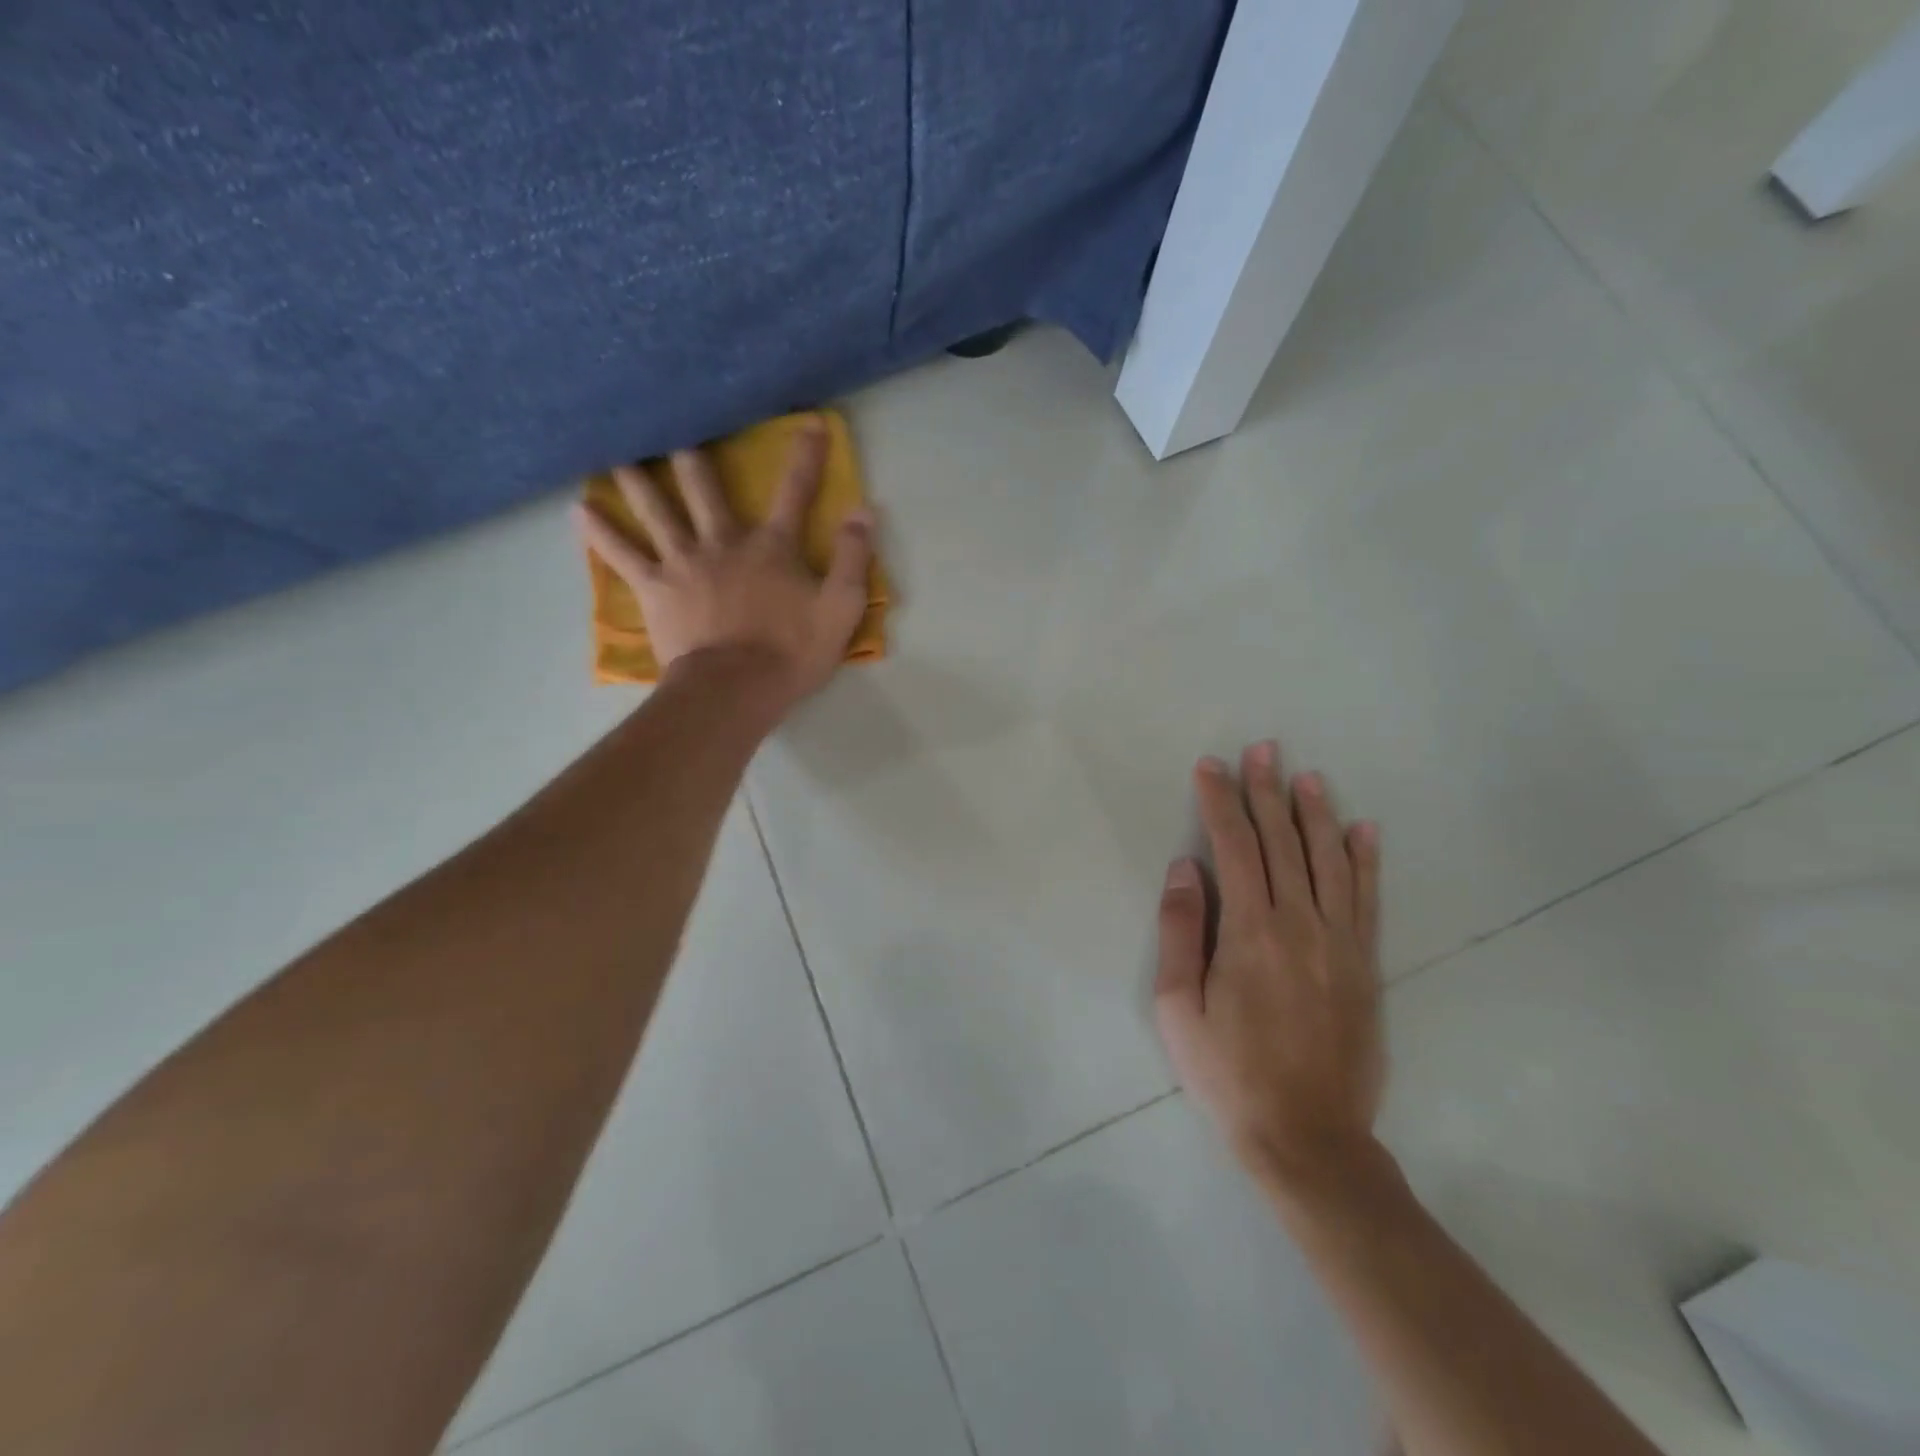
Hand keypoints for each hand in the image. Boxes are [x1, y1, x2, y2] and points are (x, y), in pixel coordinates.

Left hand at [573, 420, 874, 708]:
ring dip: (638, 477)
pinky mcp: (655, 588)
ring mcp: (684, 562)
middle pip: (706, 488)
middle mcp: (724, 542)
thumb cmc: (791, 653)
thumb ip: (852, 557)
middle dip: (696, 453)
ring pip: (657, 509)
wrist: (735, 689)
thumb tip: (864, 509)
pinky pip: (623, 554)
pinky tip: (579, 510)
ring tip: (617, 449)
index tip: (811, 422)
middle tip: (674, 419)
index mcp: (772, 547)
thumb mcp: (840, 608)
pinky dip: (600, 532)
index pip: (794, 492)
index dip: (807, 456)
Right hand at [1154, 742, 1385, 1195]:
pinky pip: (1366, 899)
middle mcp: (1300, 924)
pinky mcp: (1365, 965)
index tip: (1211, 766)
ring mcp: (1340, 943)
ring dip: (1315, 813)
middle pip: (1282, 842)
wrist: (1309, 1139)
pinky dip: (1365, 860)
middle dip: (1268, 791)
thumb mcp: (1178, 1008)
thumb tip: (1184, 869)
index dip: (1220, 802)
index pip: (1234, 848)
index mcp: (1250, 932)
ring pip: (1328, 861)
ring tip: (1307, 775)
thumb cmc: (1229, 1074)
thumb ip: (1181, 931)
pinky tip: (1363, 829)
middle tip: (1263, 748)